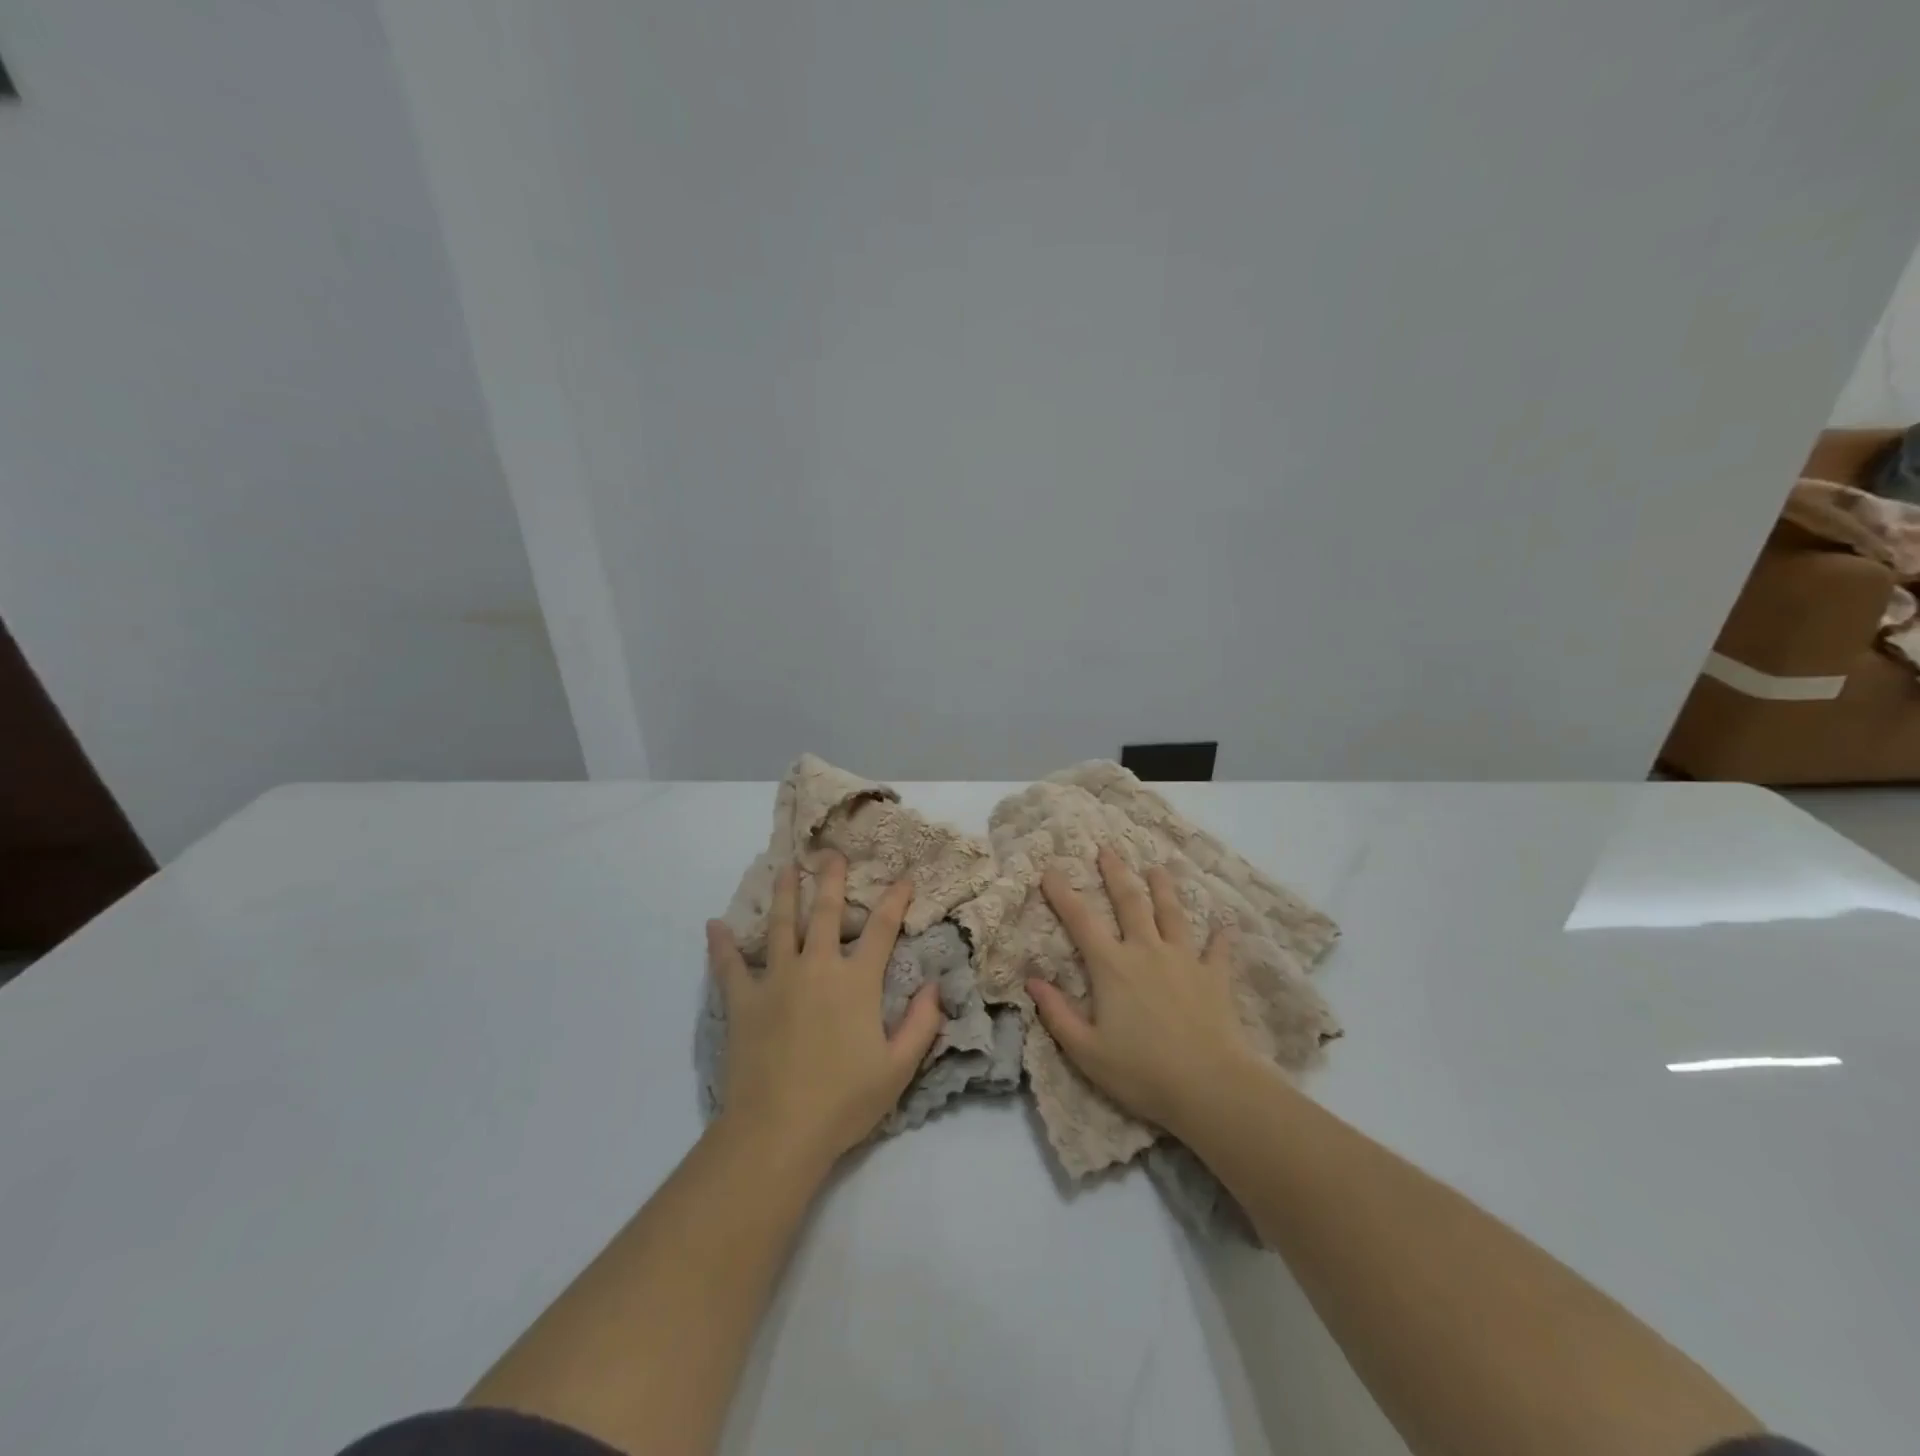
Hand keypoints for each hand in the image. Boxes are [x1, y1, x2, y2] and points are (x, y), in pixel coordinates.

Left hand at [706, 852, 942, 1168]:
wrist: (778, 1131)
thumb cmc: (844, 1101)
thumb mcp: (898, 1068)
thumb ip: (921, 1024)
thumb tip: (936, 985)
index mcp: (856, 982)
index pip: (882, 929)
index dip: (895, 900)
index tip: (903, 879)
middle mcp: (816, 968)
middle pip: (825, 912)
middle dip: (831, 879)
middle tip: (830, 853)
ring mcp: (776, 980)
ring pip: (781, 926)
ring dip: (785, 894)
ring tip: (786, 869)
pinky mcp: (743, 1001)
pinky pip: (729, 966)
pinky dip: (721, 945)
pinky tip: (714, 925)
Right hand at [1028, 848, 1256, 1139]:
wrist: (1211, 1087)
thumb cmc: (1142, 1072)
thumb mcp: (1086, 1051)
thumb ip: (1058, 1014)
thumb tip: (1032, 981)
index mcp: (1112, 967)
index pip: (1081, 921)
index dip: (1063, 894)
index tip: (1050, 870)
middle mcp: (1147, 951)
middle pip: (1130, 902)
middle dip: (1116, 873)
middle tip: (1107, 849)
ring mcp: (1185, 960)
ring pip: (1172, 914)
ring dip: (1164, 889)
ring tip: (1158, 868)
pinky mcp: (1215, 977)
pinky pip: (1218, 950)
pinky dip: (1220, 937)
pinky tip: (1225, 924)